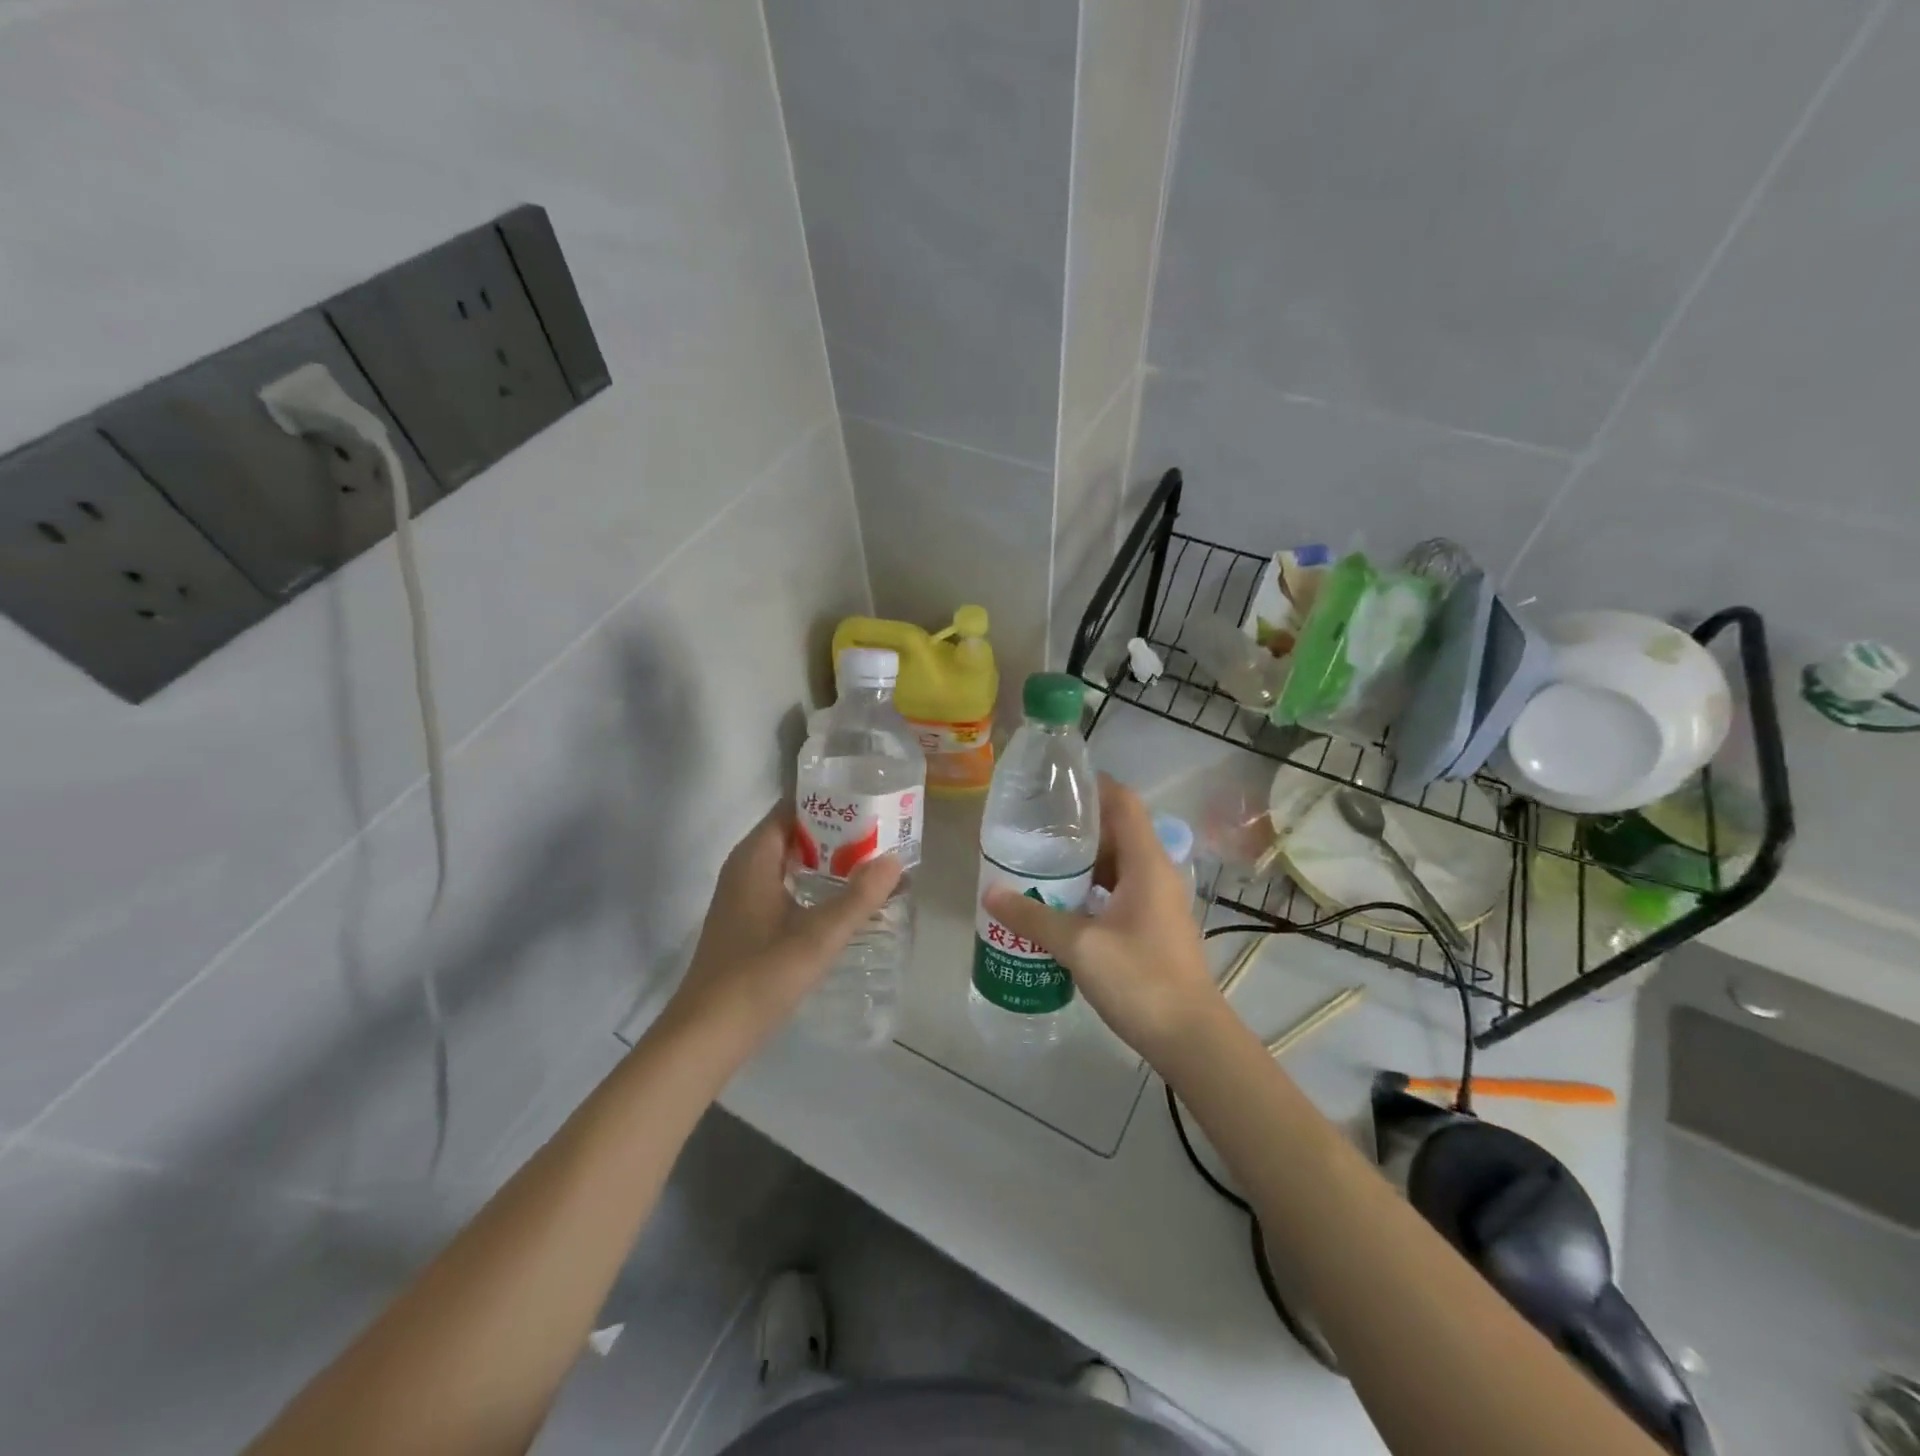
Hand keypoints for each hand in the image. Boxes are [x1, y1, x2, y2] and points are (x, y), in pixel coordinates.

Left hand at [668, 805, 902, 1041]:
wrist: (706, 1035)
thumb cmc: (760, 976)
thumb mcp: (818, 936)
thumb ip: (858, 897)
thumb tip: (894, 859)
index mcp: (754, 858)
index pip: (791, 807)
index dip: (829, 800)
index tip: (868, 801)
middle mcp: (745, 868)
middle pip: (793, 833)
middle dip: (835, 831)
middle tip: (881, 832)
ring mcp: (742, 896)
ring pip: (789, 862)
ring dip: (826, 860)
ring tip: (871, 861)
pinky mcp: (746, 921)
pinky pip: (784, 885)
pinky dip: (812, 883)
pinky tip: (841, 900)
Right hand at [985, 775, 1222, 1065]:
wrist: (1190, 1039)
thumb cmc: (1141, 981)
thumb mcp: (1080, 946)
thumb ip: (1034, 916)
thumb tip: (991, 893)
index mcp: (1147, 863)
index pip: (1123, 802)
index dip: (1092, 786)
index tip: (1053, 786)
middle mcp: (1157, 873)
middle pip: (1118, 831)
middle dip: (1076, 826)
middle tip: (1032, 828)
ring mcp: (1158, 901)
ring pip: (1117, 864)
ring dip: (1082, 861)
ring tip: (1039, 862)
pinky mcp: (1153, 926)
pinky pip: (1119, 890)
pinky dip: (1091, 888)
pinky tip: (1061, 903)